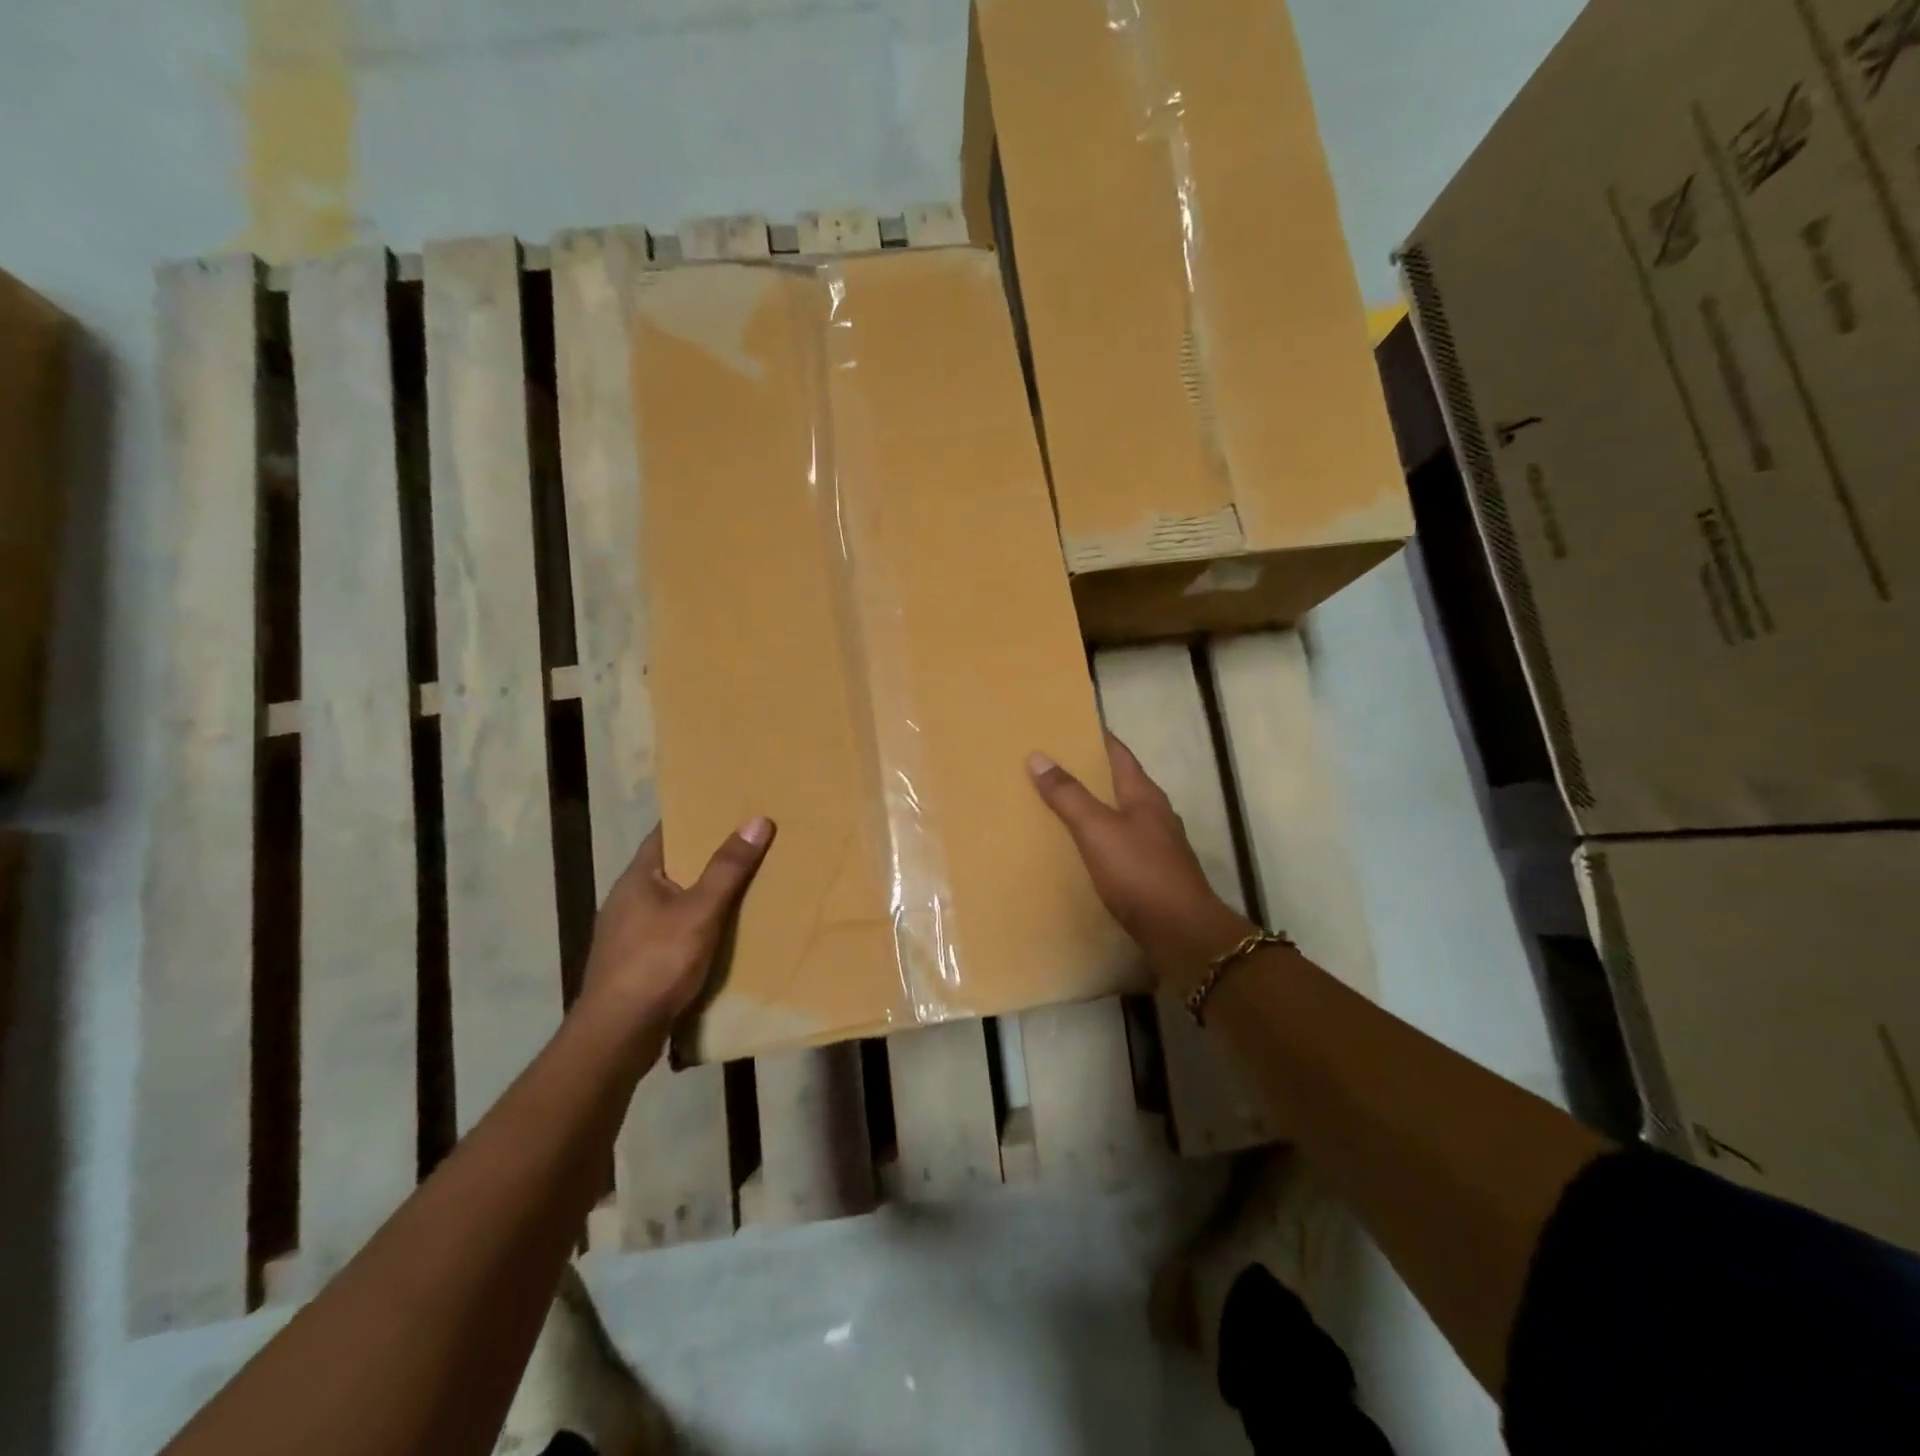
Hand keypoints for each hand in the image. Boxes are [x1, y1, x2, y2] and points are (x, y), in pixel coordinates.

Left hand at [578, 818, 774, 1029]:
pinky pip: (672, 930)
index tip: (729, 807)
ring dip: (703, 893)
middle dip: (707, 856)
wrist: (617, 1035)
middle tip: (749, 843)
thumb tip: (756, 820)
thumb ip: (727, 868)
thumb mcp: (700, 911)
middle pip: (672, 866)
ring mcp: (628, 933)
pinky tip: (722, 932)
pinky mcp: (636, 963)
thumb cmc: (656, 963)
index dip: (695, 818)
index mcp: (637, 878)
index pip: (666, 833)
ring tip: (744, 885)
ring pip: (673, 900)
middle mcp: (628, 899)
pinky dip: (697, 924)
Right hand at [1029, 735, 1253, 987]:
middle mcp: (1156, 814)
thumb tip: (1038, 756)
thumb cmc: (1139, 871)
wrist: (1181, 932)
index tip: (1070, 727)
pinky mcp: (1155, 873)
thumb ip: (1068, 794)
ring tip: (1062, 805)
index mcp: (1144, 794)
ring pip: (1123, 815)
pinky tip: (1085, 850)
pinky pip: (1123, 844)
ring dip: (1097, 807)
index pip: (1119, 753)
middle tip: (1054, 766)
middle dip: (1091, 773)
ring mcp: (1159, 845)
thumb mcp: (1096, 829)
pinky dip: (1102, 839)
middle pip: (1121, 783)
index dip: (1097, 737)